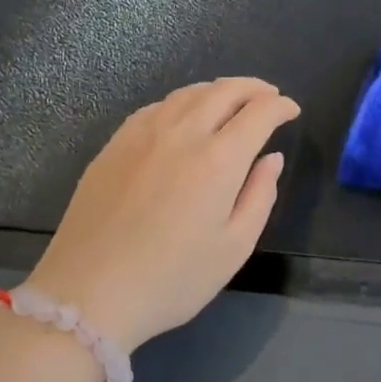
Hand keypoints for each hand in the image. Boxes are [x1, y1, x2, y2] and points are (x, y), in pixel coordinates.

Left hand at [28, 78, 299, 351]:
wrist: (88, 292)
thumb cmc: (172, 279)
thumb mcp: (233, 248)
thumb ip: (260, 195)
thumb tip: (271, 158)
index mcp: (219, 159)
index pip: (259, 112)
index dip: (281, 106)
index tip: (292, 111)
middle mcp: (183, 133)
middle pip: (225, 91)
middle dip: (254, 88)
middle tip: (269, 96)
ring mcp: (144, 133)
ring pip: (189, 92)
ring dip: (219, 90)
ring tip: (232, 100)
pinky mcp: (116, 142)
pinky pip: (158, 106)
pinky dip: (183, 101)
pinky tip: (185, 115)